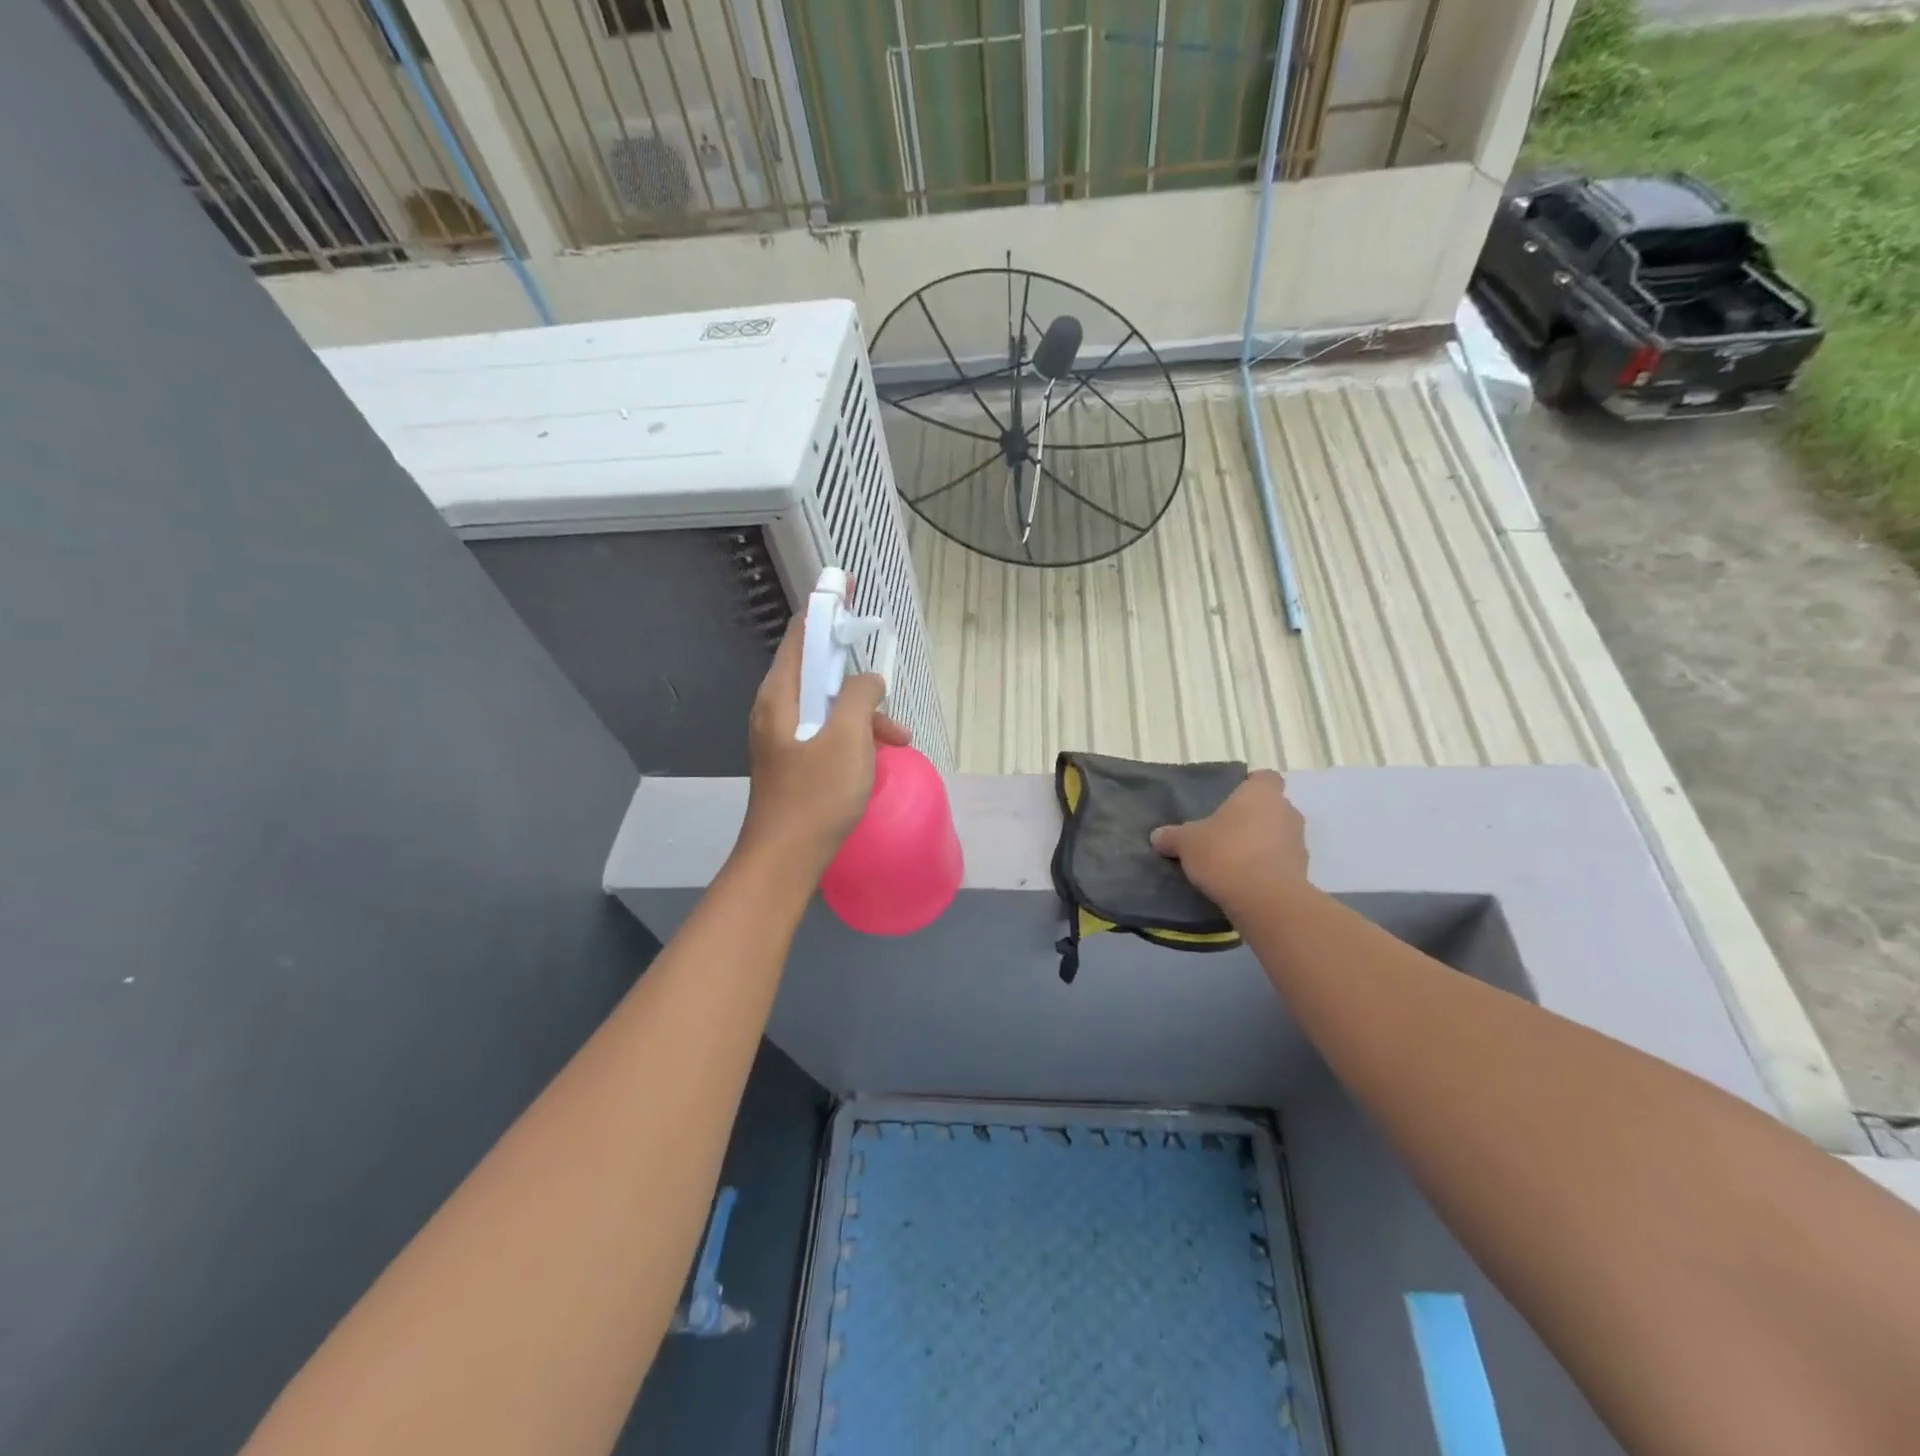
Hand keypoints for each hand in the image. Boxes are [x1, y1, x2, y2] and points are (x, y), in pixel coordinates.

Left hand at [737, 617, 910, 875]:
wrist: (786, 858)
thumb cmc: (816, 794)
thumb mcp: (848, 737)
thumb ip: (859, 696)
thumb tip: (869, 680)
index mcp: (780, 694)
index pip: (802, 633)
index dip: (826, 607)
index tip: (848, 589)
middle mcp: (776, 708)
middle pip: (818, 671)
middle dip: (857, 676)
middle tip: (887, 688)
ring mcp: (783, 736)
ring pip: (828, 706)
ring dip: (864, 714)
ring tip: (897, 739)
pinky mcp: (794, 760)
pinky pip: (828, 732)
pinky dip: (854, 736)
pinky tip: (877, 758)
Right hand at [1150, 770, 1307, 915]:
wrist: (1264, 900)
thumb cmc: (1225, 853)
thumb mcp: (1186, 843)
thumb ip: (1173, 836)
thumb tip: (1158, 836)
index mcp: (1261, 794)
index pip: (1264, 778)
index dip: (1250, 787)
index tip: (1231, 801)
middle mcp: (1286, 812)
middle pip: (1272, 808)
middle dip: (1253, 819)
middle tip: (1225, 833)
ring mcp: (1299, 843)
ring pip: (1279, 836)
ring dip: (1262, 845)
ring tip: (1234, 861)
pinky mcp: (1303, 873)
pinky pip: (1282, 863)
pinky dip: (1268, 869)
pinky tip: (1245, 882)